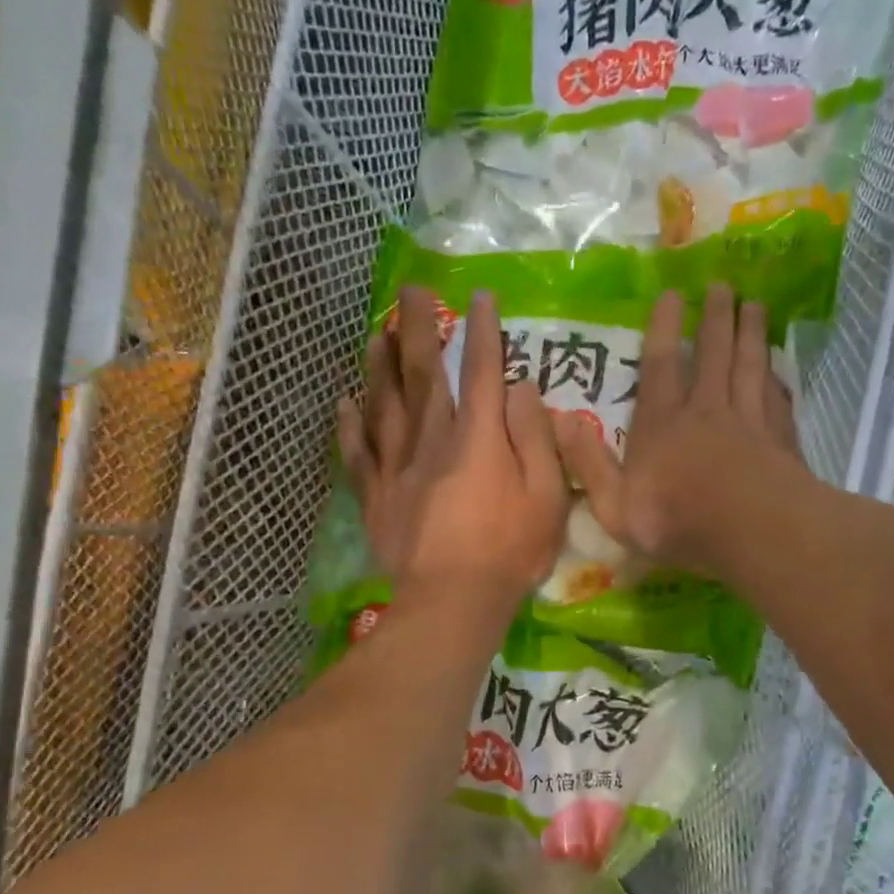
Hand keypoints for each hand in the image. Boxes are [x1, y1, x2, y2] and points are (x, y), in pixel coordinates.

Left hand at [337, 287, 566, 617]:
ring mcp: (398, 468)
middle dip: (420, 329)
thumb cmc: (512, 551)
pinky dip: (350, 424)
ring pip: (385, 405)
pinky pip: (357, 453)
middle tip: (412, 291)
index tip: (480, 298)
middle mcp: (433, 440)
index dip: (482, 333)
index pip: (482, 373)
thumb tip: (521, 388)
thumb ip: (537, 438)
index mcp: (479, 439)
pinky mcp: (376, 498)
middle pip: (424, 376)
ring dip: (380, 365)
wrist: (454, 602)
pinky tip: (345, 401)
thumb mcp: (548, 496)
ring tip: (376, 332)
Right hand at [557, 283, 803, 579]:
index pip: (660, 366)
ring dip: (751, 334)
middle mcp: (706, 411)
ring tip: (755, 306)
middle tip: (723, 286)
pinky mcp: (780, 439)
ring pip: (749, 366)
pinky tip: (779, 367)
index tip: (673, 295)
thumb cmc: (678, 521)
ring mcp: (748, 421)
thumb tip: (560, 421)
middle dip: (715, 318)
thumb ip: (589, 463)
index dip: (663, 328)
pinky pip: (777, 397)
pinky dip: (777, 377)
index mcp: (662, 425)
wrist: (753, 532)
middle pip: (712, 354)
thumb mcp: (615, 505)